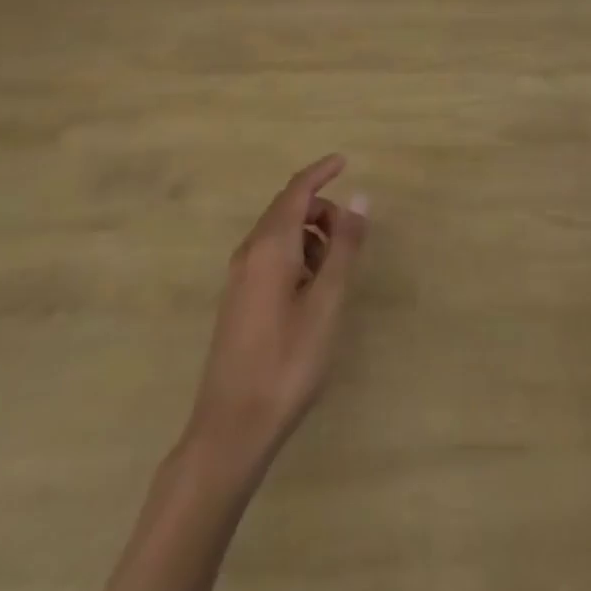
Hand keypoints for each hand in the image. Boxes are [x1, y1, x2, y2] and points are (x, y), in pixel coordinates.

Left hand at [187, 154, 368, 464]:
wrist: (231, 429)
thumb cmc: (287, 362)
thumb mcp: (327, 303)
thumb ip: (344, 247)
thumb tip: (359, 197)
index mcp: (269, 246)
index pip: (296, 190)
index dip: (321, 172)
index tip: (345, 161)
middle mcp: (249, 252)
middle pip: (287, 209)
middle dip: (321, 209)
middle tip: (352, 236)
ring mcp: (239, 276)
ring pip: (278, 234)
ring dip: (310, 235)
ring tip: (335, 270)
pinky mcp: (238, 299)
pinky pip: (270, 256)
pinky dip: (296, 255)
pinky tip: (312, 290)